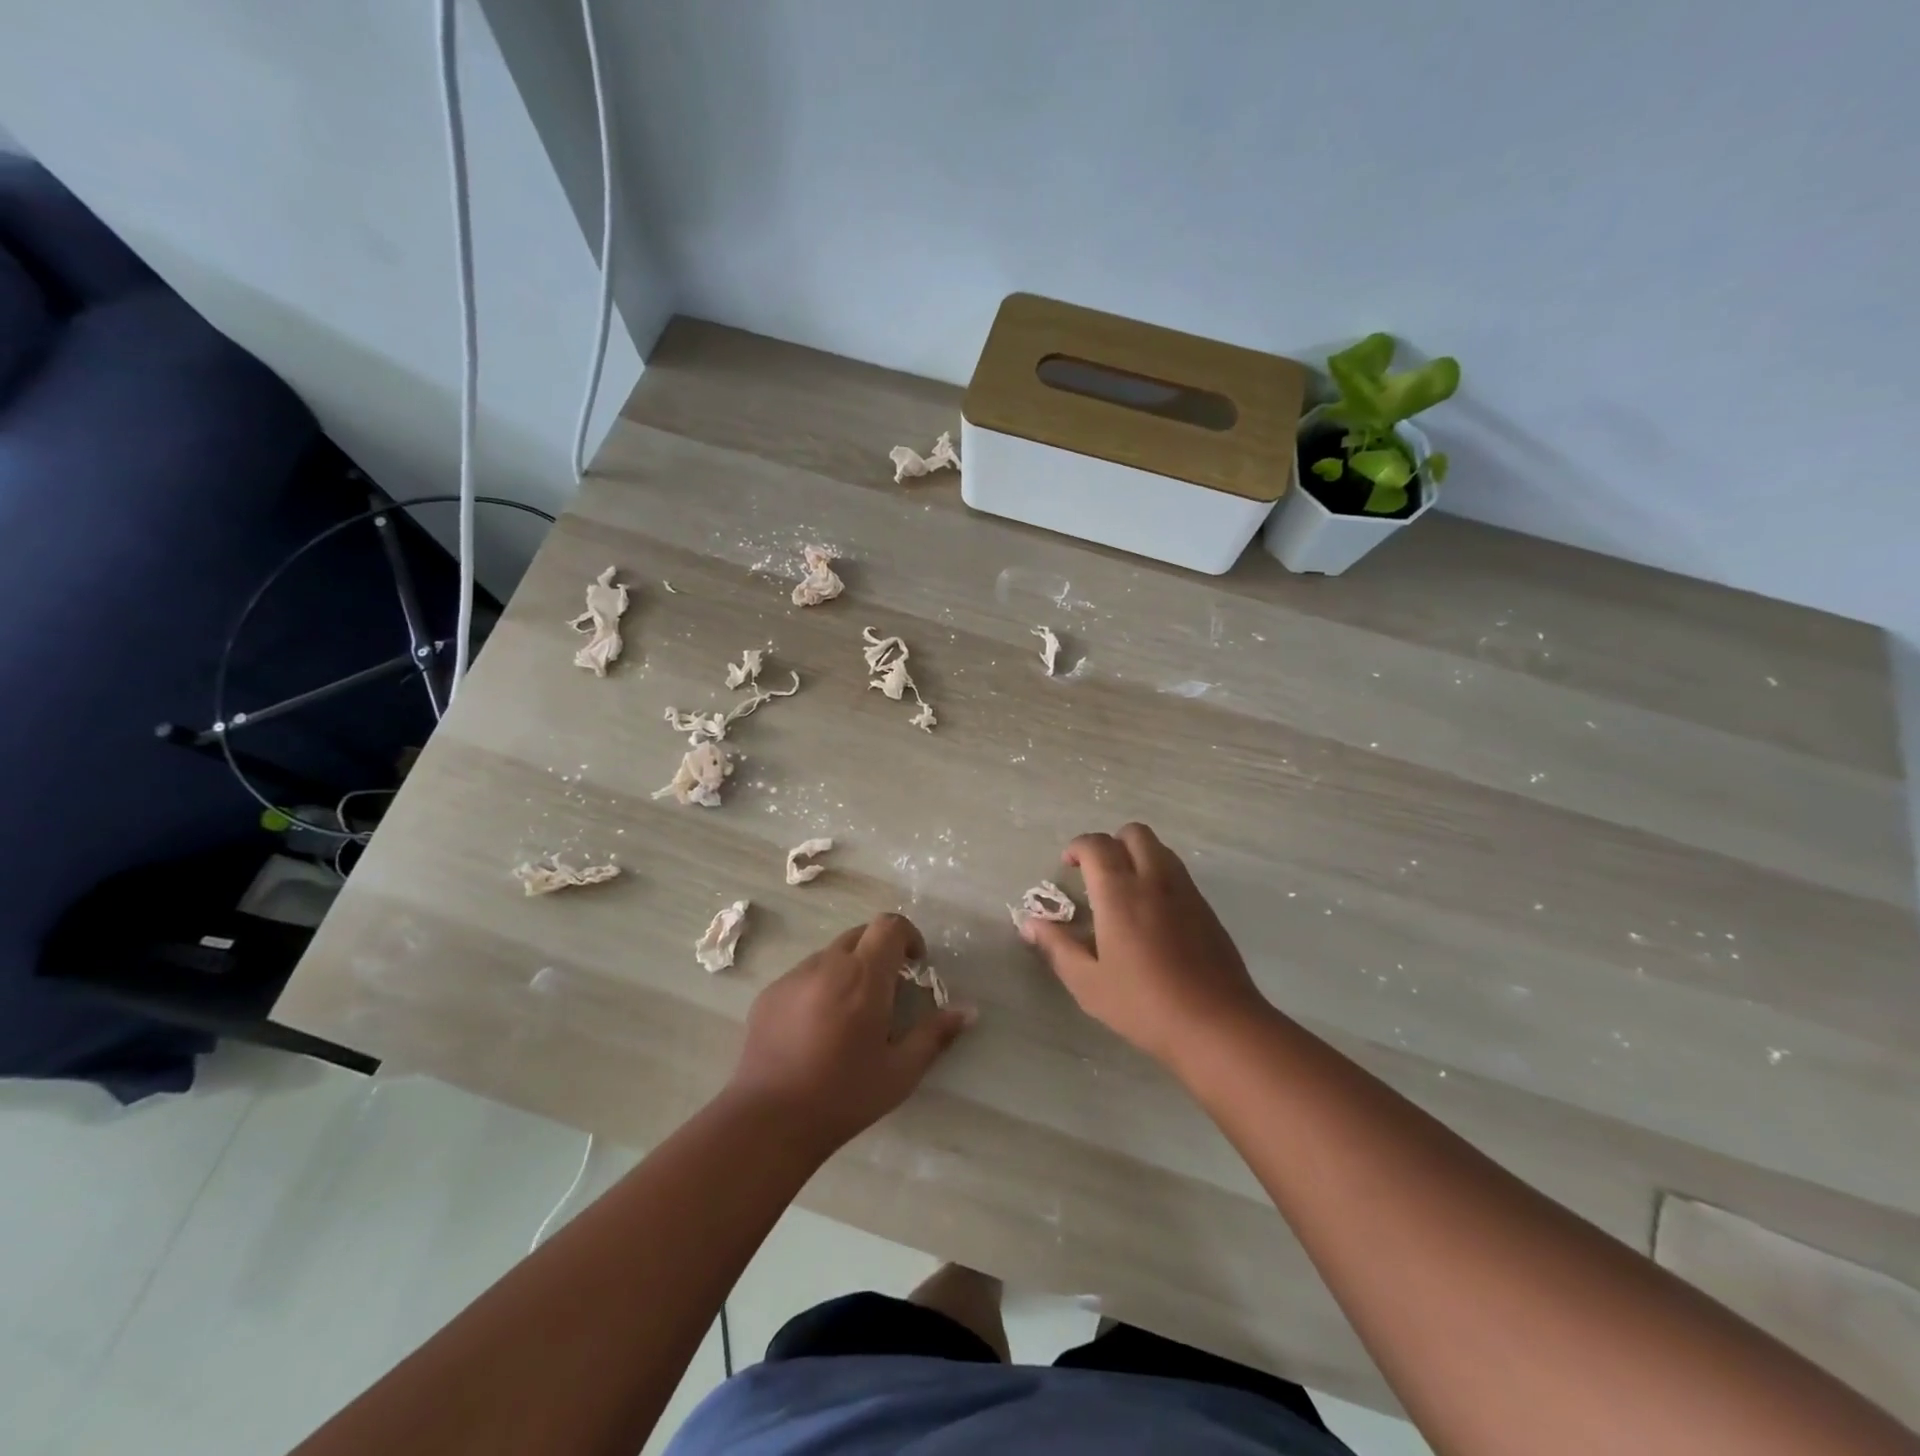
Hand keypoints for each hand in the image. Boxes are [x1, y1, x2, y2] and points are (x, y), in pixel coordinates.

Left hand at [726, 913, 972, 1153]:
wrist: (769, 1121)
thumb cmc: (844, 1096)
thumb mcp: (901, 1071)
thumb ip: (935, 1034)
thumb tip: (969, 1011)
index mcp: (864, 976)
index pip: (889, 925)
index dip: (907, 936)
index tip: (914, 965)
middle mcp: (827, 965)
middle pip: (861, 935)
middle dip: (880, 952)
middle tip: (887, 993)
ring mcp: (793, 977)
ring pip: (831, 955)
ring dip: (849, 970)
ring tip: (850, 1016)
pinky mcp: (769, 993)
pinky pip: (803, 976)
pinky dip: (819, 987)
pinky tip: (816, 1031)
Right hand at [1021, 823, 1270, 1068]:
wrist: (1217, 1025)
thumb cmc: (1144, 1004)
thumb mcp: (1088, 982)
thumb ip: (1057, 947)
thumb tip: (1030, 923)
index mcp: (1120, 892)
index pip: (1097, 845)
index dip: (1078, 847)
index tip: (1068, 865)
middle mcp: (1155, 880)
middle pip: (1134, 833)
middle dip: (1111, 843)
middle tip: (1097, 873)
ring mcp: (1186, 892)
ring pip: (1160, 849)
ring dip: (1137, 855)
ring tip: (1124, 890)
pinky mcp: (1207, 909)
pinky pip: (1178, 873)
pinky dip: (1159, 875)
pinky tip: (1152, 914)